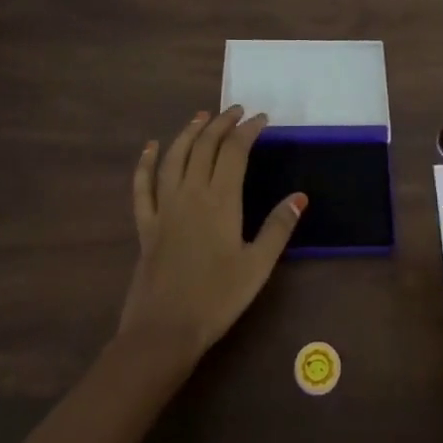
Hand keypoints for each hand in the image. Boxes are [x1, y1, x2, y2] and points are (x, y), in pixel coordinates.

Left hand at [117, 106, 304, 362]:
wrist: (164, 331)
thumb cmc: (217, 298)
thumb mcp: (258, 265)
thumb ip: (278, 227)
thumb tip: (300, 196)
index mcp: (220, 200)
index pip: (235, 151)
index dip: (248, 129)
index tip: (262, 119)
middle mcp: (190, 194)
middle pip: (205, 146)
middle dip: (221, 123)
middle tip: (236, 111)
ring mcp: (164, 207)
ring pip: (174, 157)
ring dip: (189, 133)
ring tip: (201, 117)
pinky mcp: (146, 225)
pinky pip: (142, 186)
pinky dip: (145, 163)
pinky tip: (150, 148)